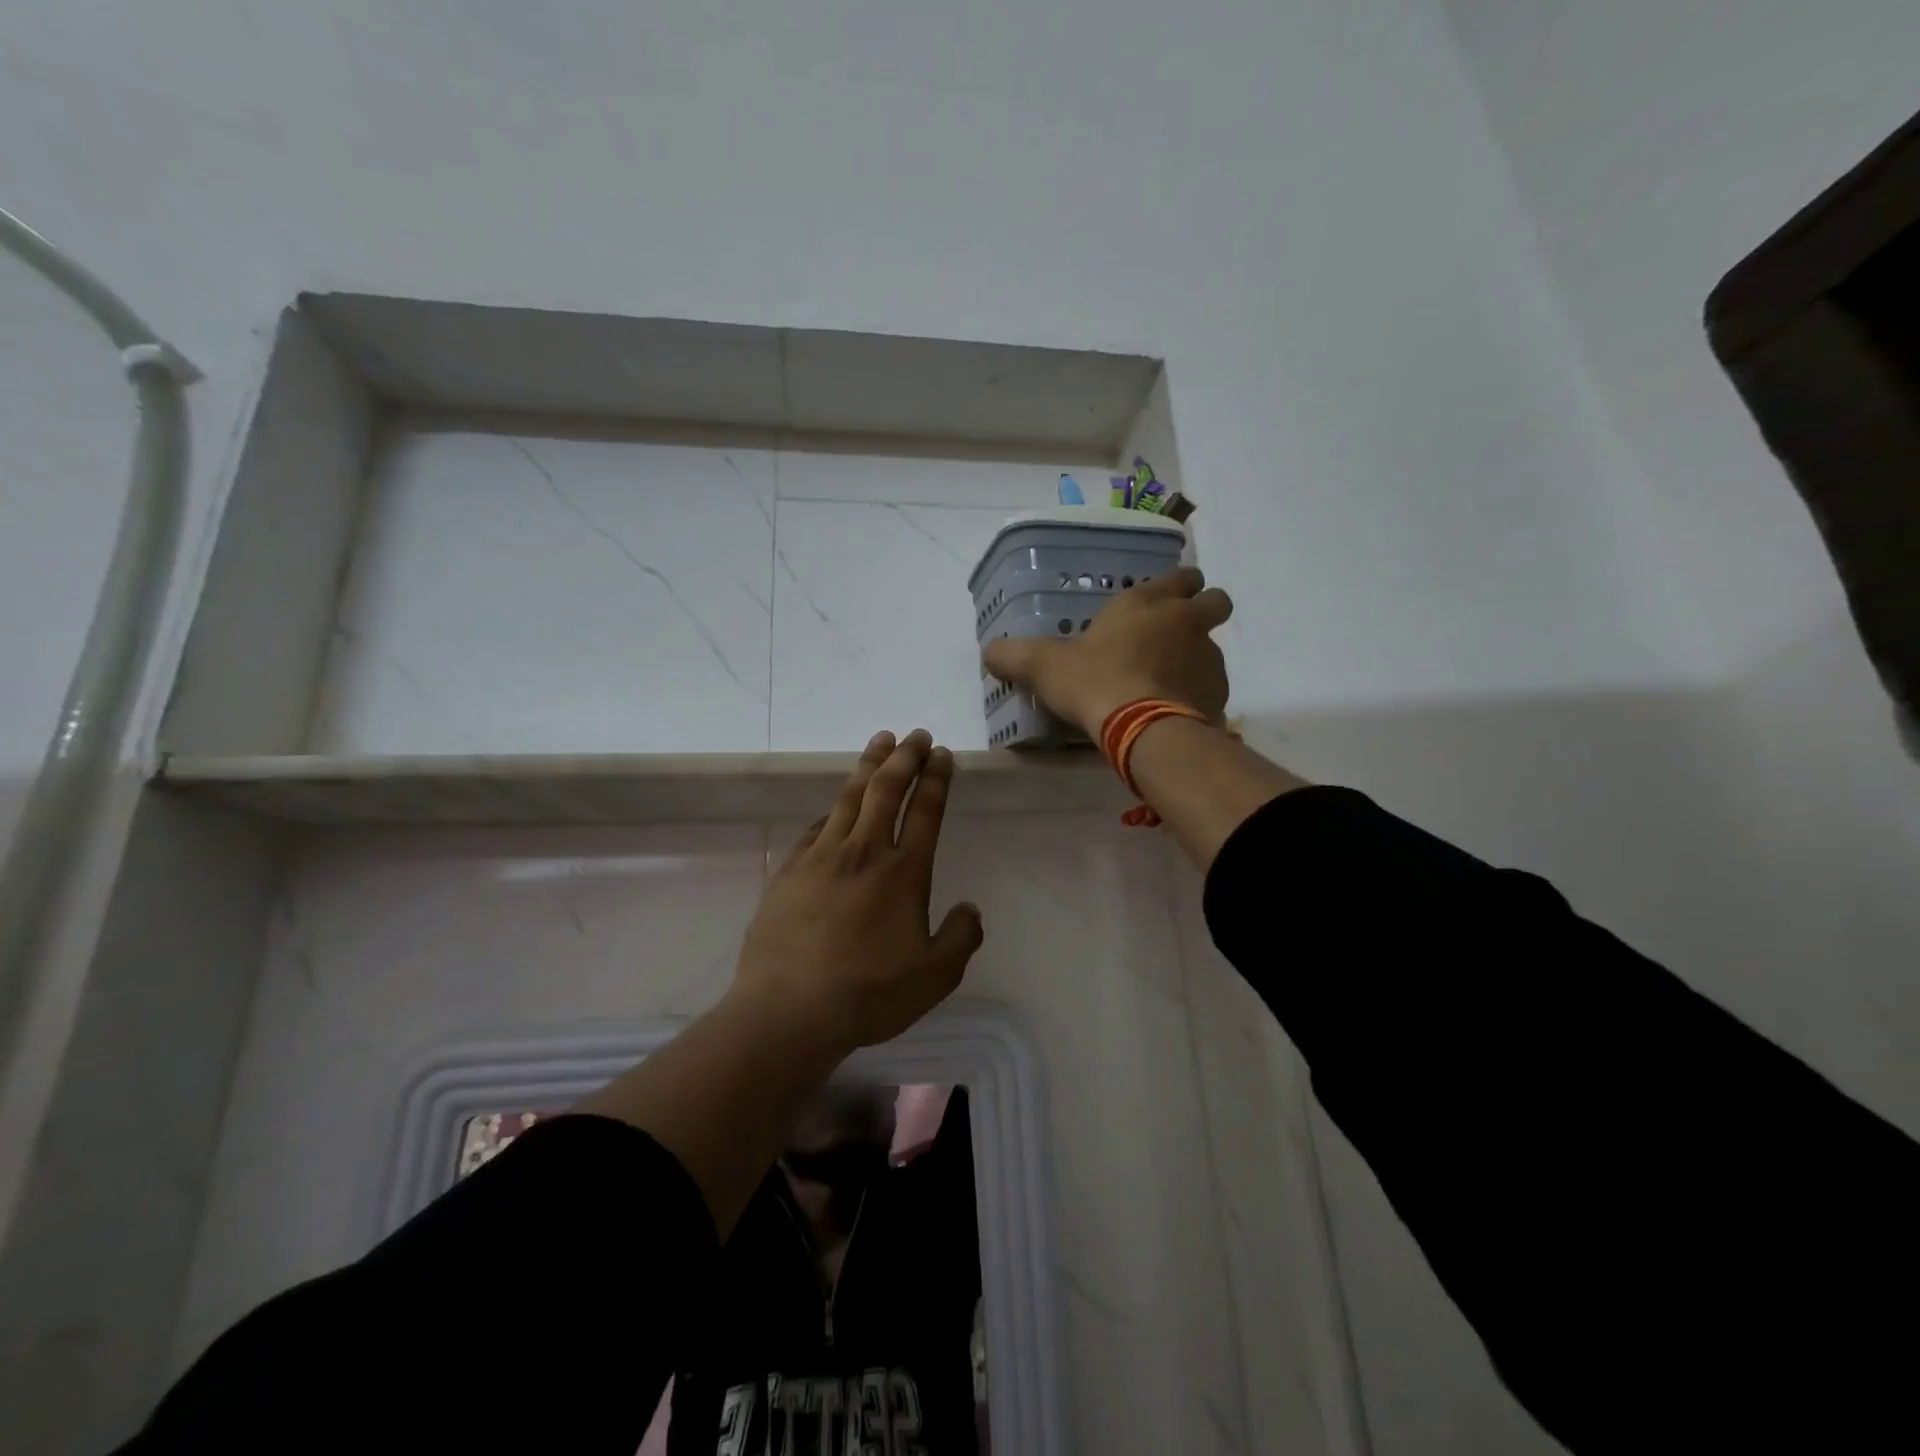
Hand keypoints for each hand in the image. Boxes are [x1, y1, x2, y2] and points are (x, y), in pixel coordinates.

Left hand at [730, 729, 983, 1056]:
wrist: (789, 1009)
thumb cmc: (869, 994)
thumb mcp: (935, 976)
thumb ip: (960, 939)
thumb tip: (970, 910)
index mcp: (903, 873)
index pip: (925, 811)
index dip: (935, 778)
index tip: (941, 754)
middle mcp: (864, 853)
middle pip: (885, 790)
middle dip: (904, 757)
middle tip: (915, 735)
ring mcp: (821, 857)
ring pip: (848, 797)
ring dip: (868, 766)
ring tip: (880, 741)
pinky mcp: (789, 870)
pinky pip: (815, 827)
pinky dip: (832, 809)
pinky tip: (834, 806)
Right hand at [982, 566, 1233, 736]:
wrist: (1143, 730)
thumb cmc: (1094, 682)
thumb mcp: (1043, 666)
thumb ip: (1014, 655)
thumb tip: (989, 652)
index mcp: (1147, 602)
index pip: (1181, 575)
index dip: (1176, 585)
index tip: (1163, 601)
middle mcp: (1186, 621)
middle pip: (1215, 600)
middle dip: (1202, 610)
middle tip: (1175, 634)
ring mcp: (1208, 657)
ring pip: (1212, 646)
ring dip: (1196, 657)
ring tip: (1165, 683)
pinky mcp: (1218, 694)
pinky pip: (1212, 687)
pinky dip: (1197, 694)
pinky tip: (1173, 712)